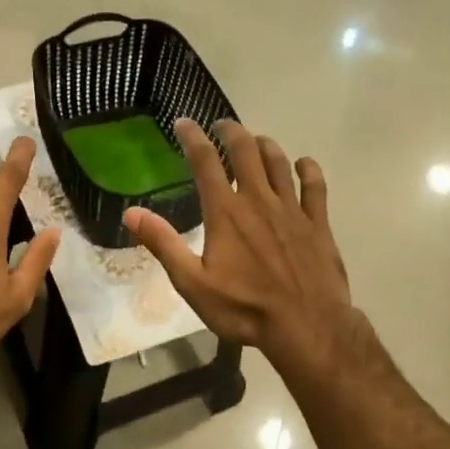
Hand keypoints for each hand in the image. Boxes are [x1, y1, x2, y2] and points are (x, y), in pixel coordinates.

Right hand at [124, 120, 356, 377]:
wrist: (306, 326)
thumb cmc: (244, 308)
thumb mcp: (192, 283)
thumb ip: (164, 244)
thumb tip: (131, 213)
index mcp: (225, 212)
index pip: (205, 162)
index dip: (193, 137)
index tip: (183, 122)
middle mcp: (258, 200)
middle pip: (246, 151)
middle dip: (231, 131)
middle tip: (222, 125)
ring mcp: (292, 209)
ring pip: (279, 162)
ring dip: (265, 145)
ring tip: (256, 140)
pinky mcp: (318, 223)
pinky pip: (315, 186)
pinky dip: (307, 169)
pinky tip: (303, 164)